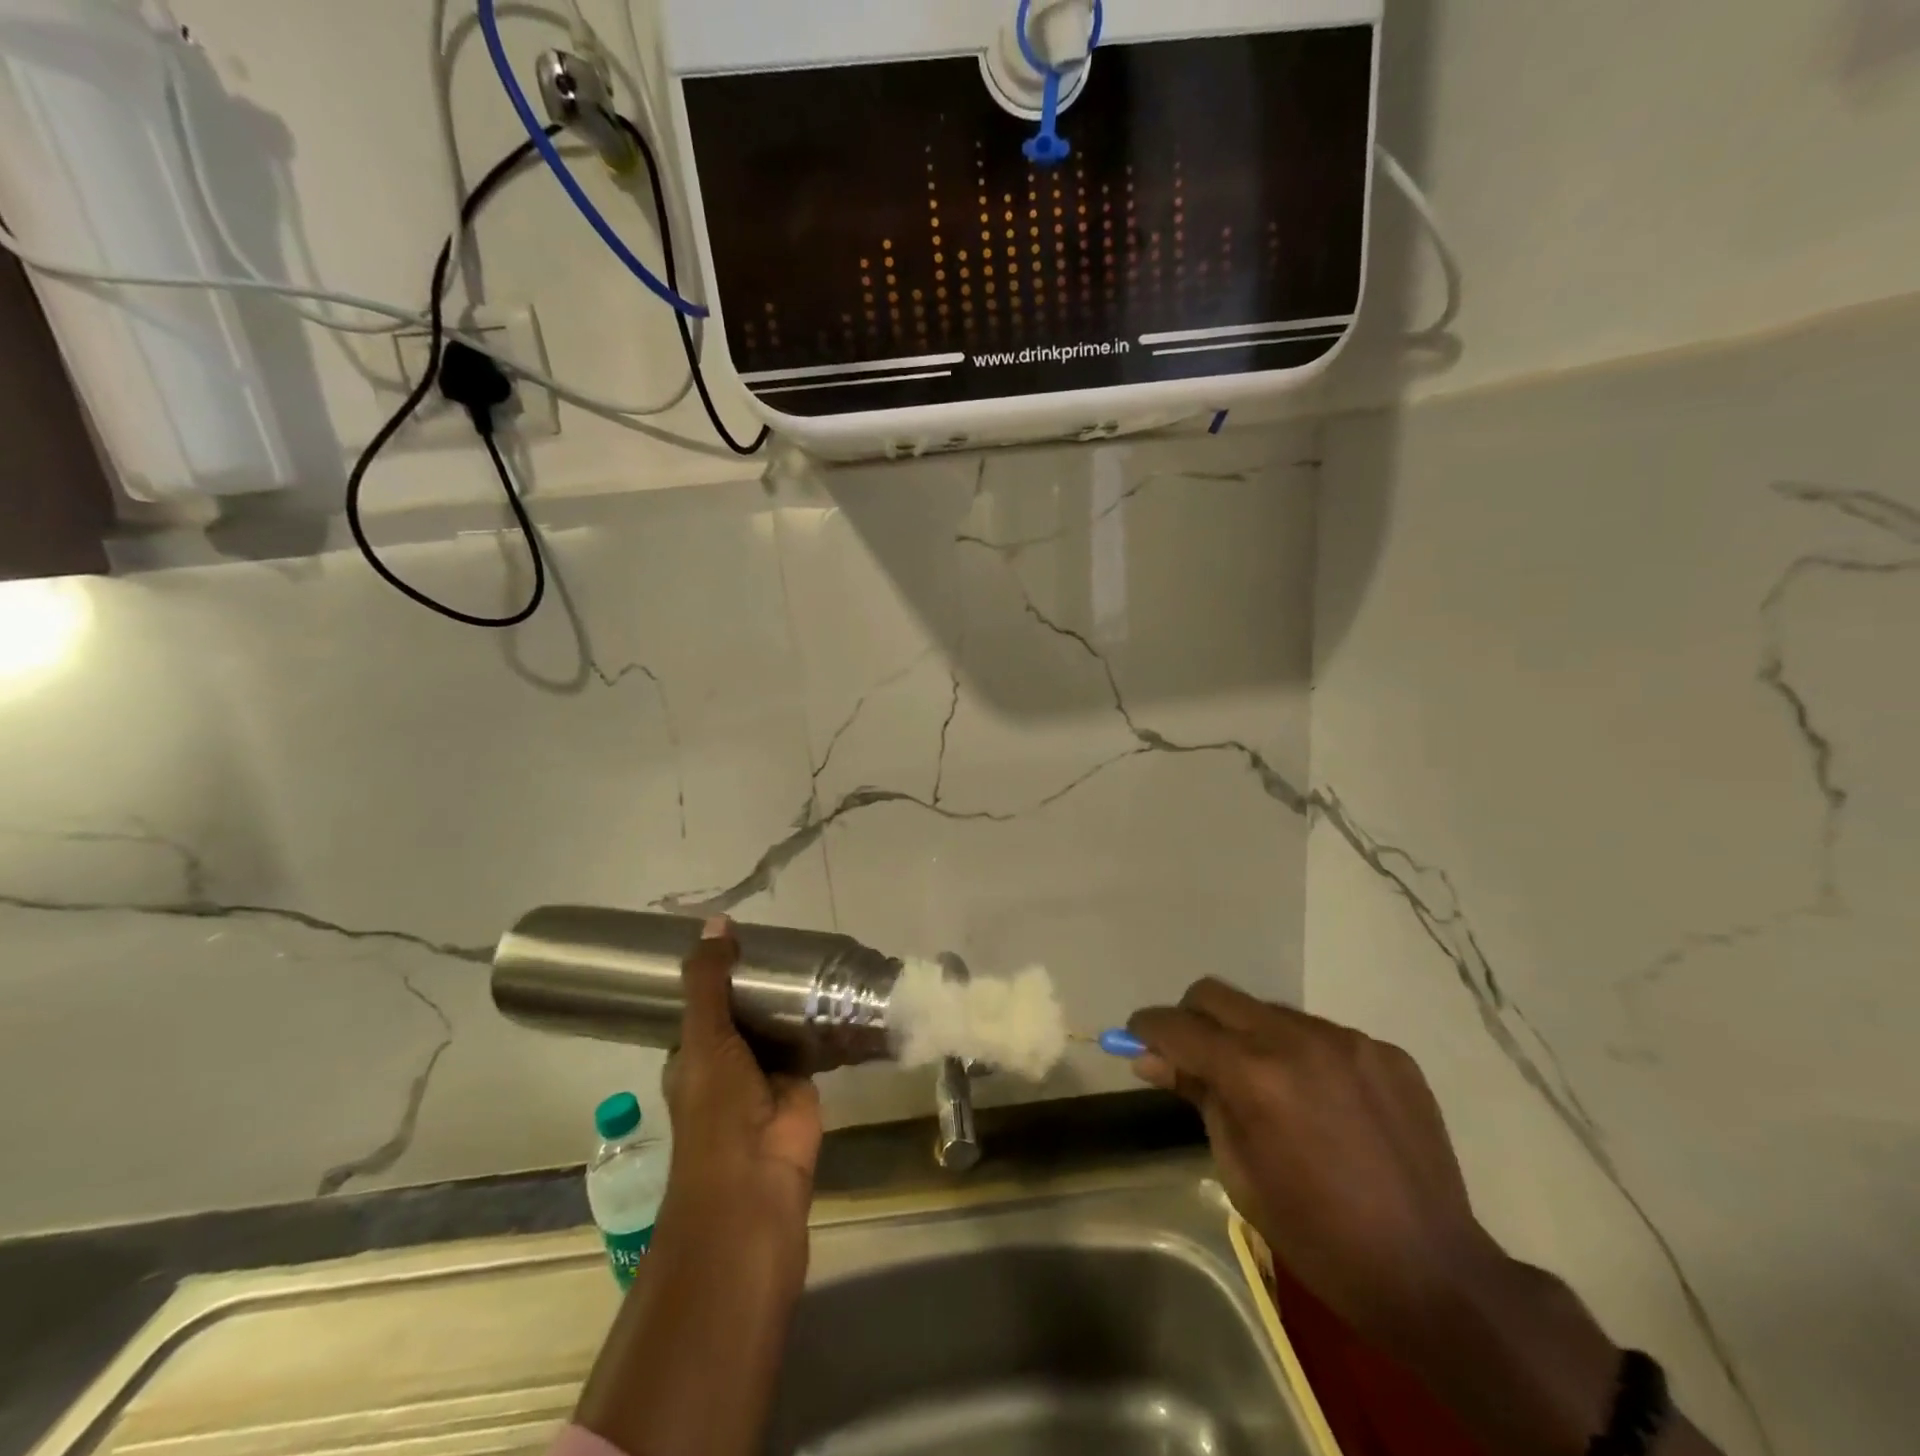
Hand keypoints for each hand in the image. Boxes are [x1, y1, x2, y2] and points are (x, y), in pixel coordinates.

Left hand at [659, 917, 822, 1263]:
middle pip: (747, 1010)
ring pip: (780, 1023)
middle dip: (763, 980)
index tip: (740, 932)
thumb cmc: (715, 1108)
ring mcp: (768, 1071)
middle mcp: (730, 1060)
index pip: (704, 1002)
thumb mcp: (704, 1037)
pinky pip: (813, 1039)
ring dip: (794, 998)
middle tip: (788, 933)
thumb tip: (716, 921)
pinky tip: (840, 985)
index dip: (718, 971)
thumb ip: (709, 981)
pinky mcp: (804, 1079)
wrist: (756, 1179)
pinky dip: (824, 1018)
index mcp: (694, 1053)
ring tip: (817, 947)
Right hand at [1129, 981, 1723, 1455]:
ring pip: (1270, 1011)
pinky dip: (1303, 1054)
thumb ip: (1198, 1098)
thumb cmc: (1320, 1237)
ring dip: (1250, 1036)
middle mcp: (1297, 1039)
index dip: (1147, 1027)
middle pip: (1217, 994)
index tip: (1135, 1038)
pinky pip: (1322, 1034)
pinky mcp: (1386, 1051)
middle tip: (1192, 1055)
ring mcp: (1348, 1040)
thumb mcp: (1240, 1173)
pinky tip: (1322, 1101)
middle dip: (1192, 1017)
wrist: (1436, 1275)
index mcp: (1255, 1075)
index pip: (1178, 1025)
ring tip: (1267, 1086)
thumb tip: (1151, 1057)